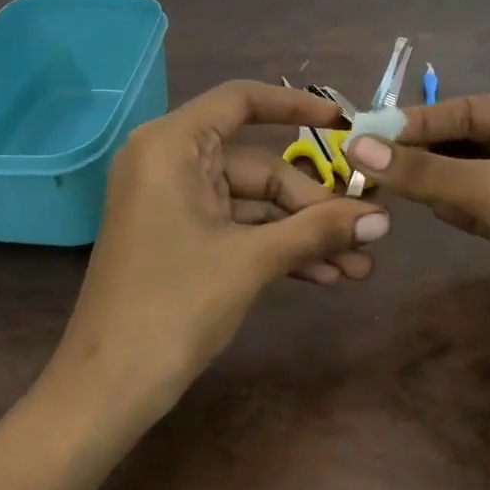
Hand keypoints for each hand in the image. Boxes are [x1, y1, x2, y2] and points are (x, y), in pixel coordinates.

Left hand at [52, 81, 391, 418]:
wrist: (105, 389)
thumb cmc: (173, 307)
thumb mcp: (251, 262)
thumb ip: (316, 231)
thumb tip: (384, 218)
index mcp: (171, 145)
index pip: (240, 100)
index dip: (295, 106)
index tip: (343, 125)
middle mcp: (168, 162)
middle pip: (257, 166)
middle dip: (313, 205)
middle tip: (367, 234)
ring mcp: (172, 203)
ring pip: (252, 204)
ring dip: (301, 234)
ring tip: (357, 266)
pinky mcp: (178, 238)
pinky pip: (236, 228)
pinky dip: (275, 248)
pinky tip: (323, 275)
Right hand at [345, 95, 489, 401]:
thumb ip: (428, 170)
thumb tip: (358, 145)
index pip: (474, 108)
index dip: (420, 120)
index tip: (366, 130)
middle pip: (474, 140)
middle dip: (425, 150)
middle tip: (367, 157)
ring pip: (476, 176)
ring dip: (436, 179)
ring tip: (384, 179)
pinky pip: (484, 210)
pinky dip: (455, 208)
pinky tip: (425, 208)